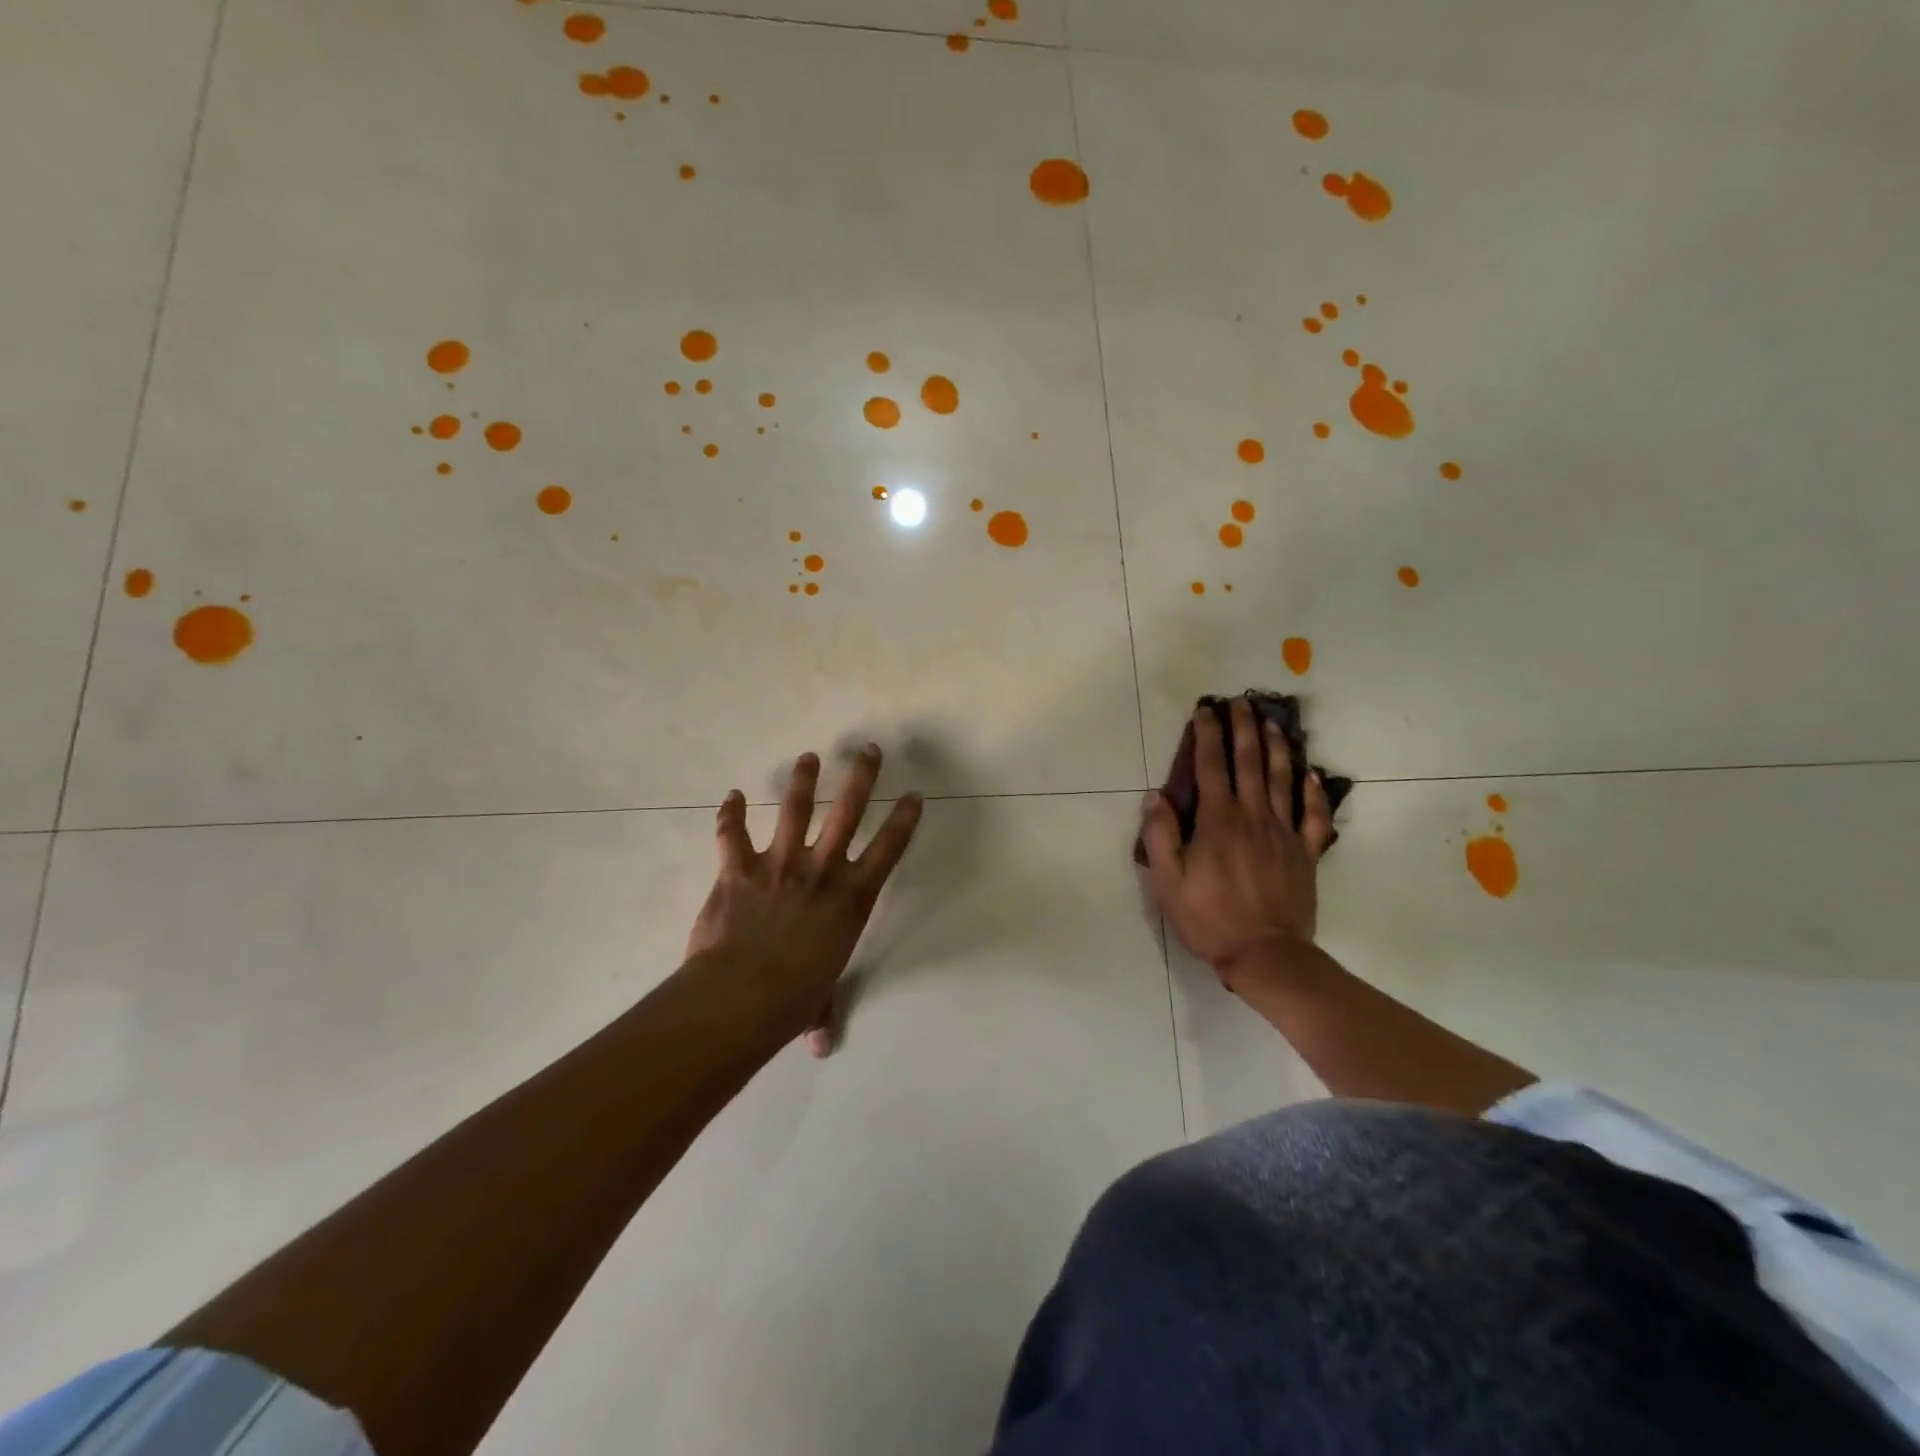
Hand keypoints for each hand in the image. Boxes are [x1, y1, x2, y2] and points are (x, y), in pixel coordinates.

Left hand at [686, 745, 922, 1055]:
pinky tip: (729, 795)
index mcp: (850, 899)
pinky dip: (728, 815)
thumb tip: (820, 1047)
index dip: (903, 820)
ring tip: (809, 757)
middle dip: (862, 778)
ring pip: (794, 809)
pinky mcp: (739, 870)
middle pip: (847, 812)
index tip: (914, 795)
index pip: (888, 850)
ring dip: (802, 780)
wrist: (741, 996)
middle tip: (868, 750)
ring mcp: (779, 865)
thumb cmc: (792, 1000)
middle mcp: (821, 871)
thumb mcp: (818, 1003)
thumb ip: (822, 1015)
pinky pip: (732, 835)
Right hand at [1140, 699, 1334, 985]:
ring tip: (1273, 721)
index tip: (1205, 710)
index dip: (1207, 735)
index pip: (1210, 766)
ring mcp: (1284, 832)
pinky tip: (1311, 774)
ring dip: (1277, 746)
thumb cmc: (1208, 917)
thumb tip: (1156, 796)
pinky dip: (1314, 791)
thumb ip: (1160, 835)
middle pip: (1249, 762)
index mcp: (1217, 821)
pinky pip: (1314, 815)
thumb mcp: (1168, 881)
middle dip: (1243, 728)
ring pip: (1282, 779)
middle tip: (1241, 702)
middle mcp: (1252, 816)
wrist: (1265, 953)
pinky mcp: (1306, 852)